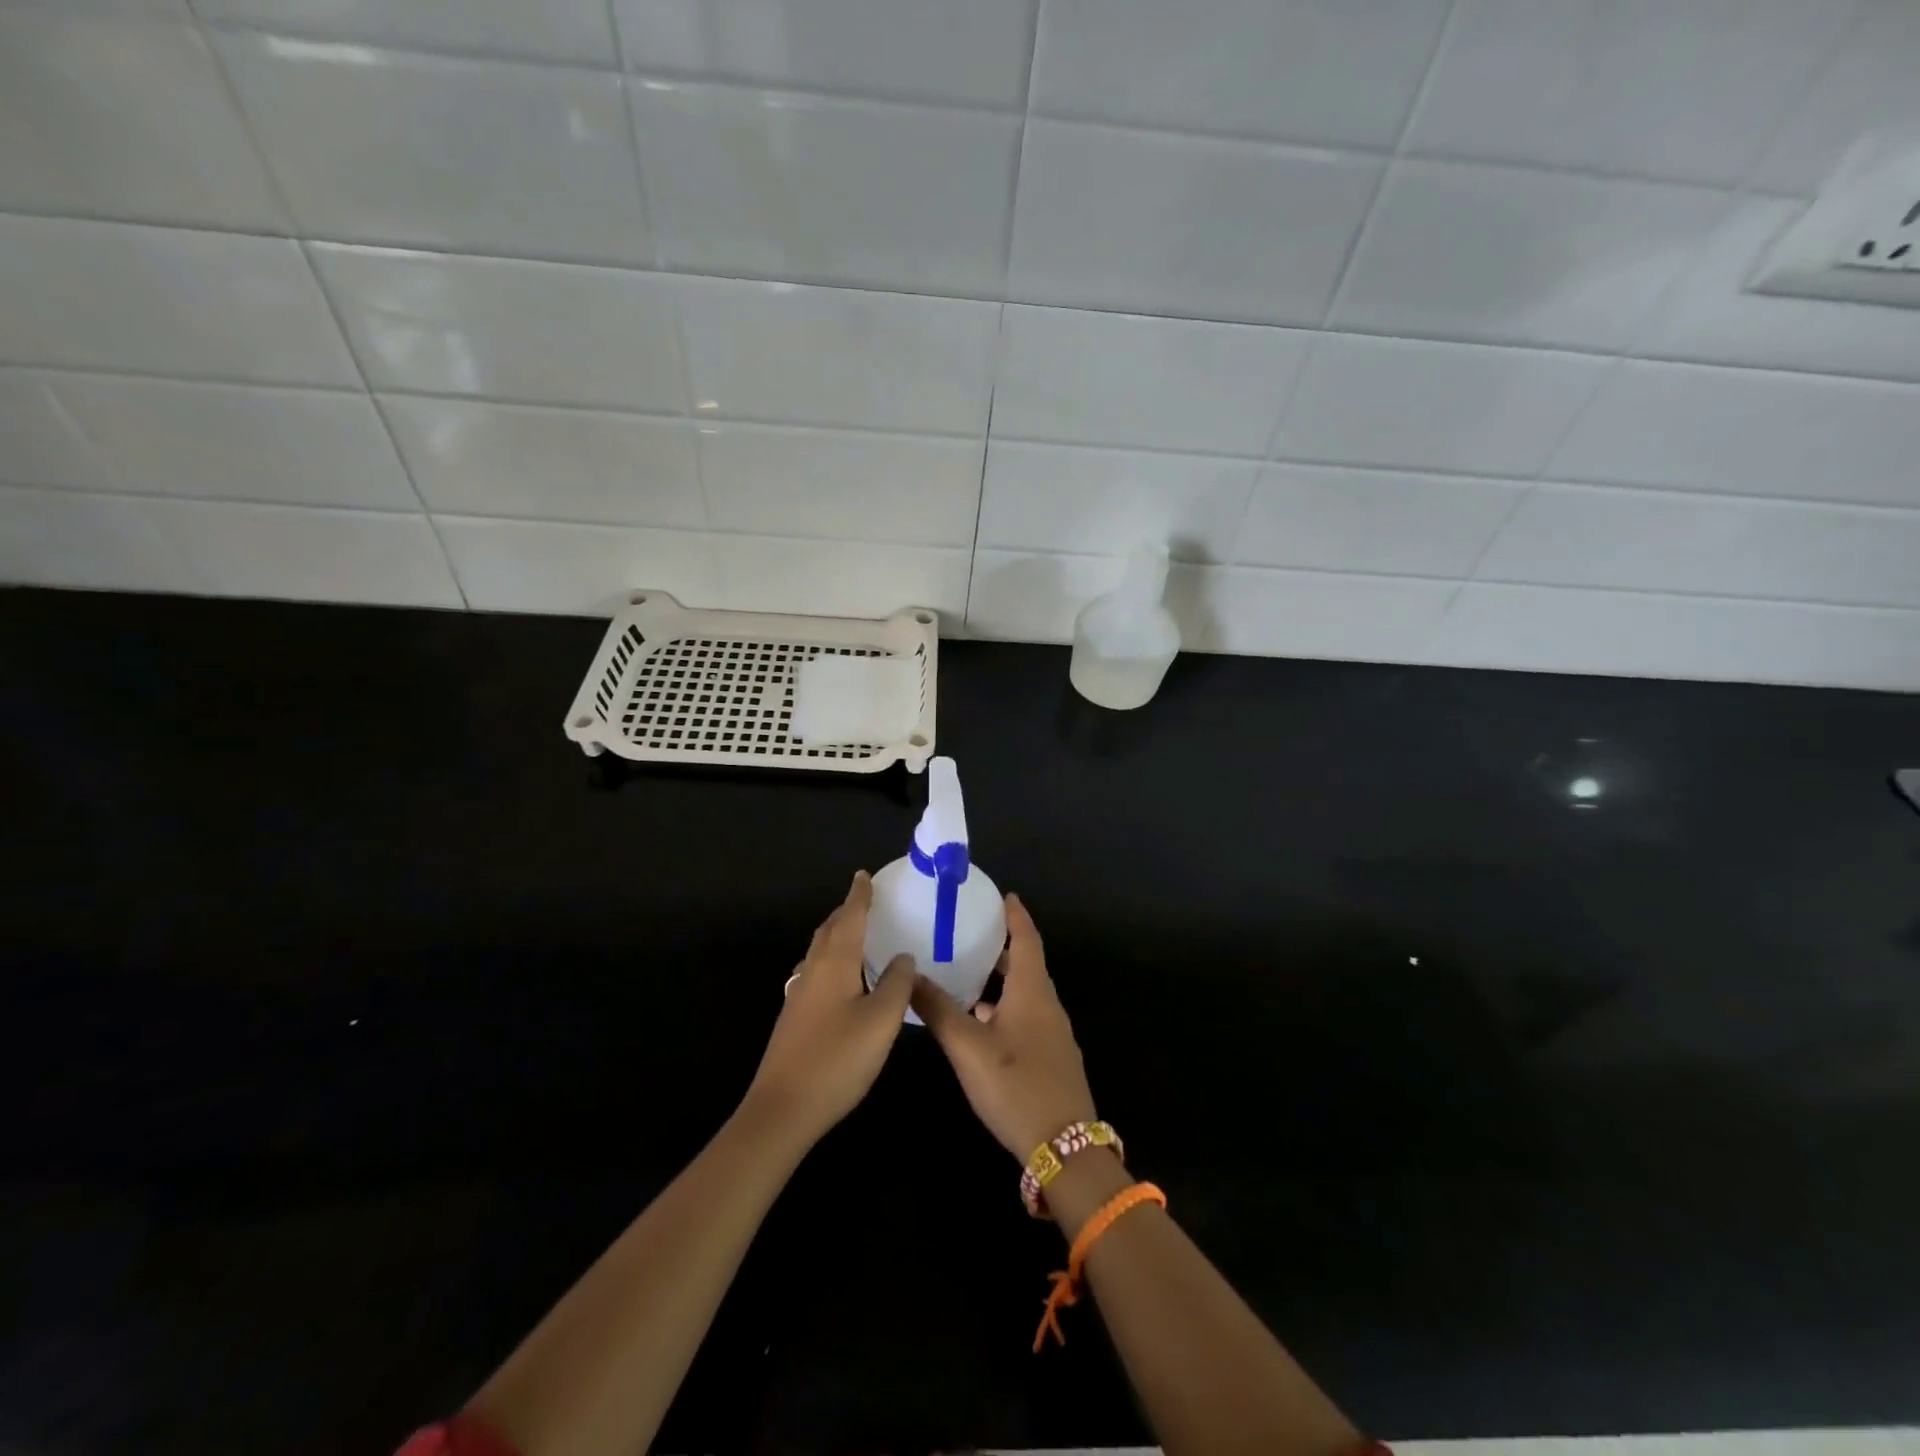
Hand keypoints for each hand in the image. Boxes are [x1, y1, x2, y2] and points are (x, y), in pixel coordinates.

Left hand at [743, 871, 914, 1147]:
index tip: (864, 875)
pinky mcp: (794, 1018)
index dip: (859, 896)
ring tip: (856, 934)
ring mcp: (799, 995)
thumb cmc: (837, 1059)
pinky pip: (816, 972)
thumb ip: (896, 984)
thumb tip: (902, 957)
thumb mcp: (881, 1021)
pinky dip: (832, 960)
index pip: (849, 918)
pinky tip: (841, 979)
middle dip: (846, 912)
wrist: (782, 1109)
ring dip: (837, 936)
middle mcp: (813, 971)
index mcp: (834, 963)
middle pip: (830, 930)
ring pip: (820, 952)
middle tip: (865, 901)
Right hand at [911, 895, 1096, 1159]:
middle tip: (972, 931)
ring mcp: (1053, 1034)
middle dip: (1003, 946)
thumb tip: (909, 975)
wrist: (1065, 1149)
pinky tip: (981, 1023)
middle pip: (1027, 964)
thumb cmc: (1016, 1086)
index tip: (1003, 895)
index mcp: (1032, 991)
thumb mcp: (968, 1047)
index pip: (1027, 939)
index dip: (1016, 916)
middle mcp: (1047, 1005)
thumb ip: (937, 1009)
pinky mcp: (1052, 1058)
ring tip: (969, 973)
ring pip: (1026, 993)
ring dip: (1002, 979)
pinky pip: (1027, 1016)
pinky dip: (1005, 1006)